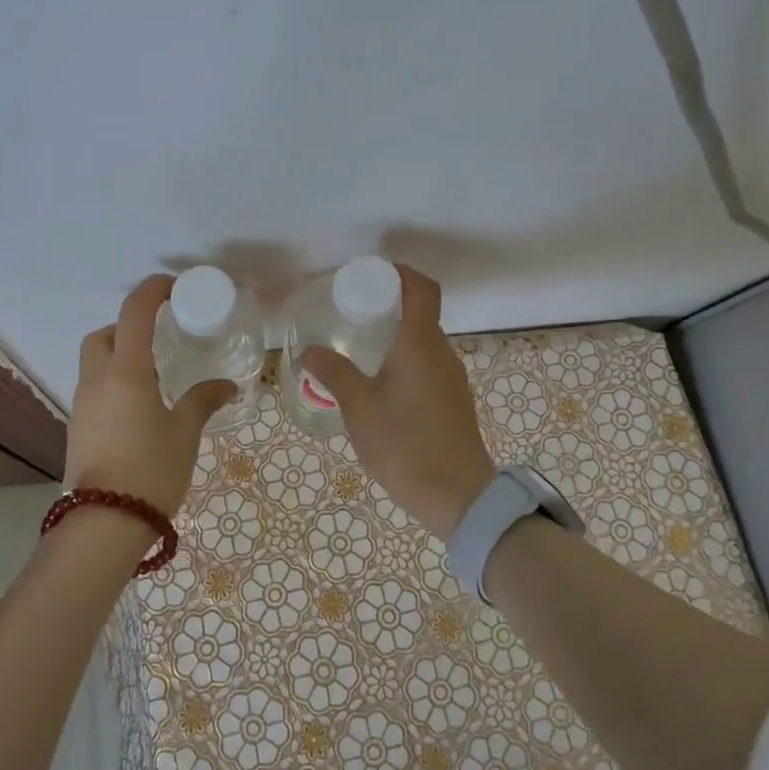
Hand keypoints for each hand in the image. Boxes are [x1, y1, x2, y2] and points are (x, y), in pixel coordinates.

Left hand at [64, 275, 237, 514]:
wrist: (105, 523)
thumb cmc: (152, 468)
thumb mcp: (185, 432)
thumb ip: (203, 400)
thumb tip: (227, 386)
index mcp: (126, 371)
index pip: (134, 313)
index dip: (152, 291)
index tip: (173, 286)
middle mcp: (97, 379)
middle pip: (103, 334)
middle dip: (127, 325)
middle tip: (158, 336)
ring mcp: (82, 404)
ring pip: (94, 361)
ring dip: (118, 354)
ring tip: (154, 373)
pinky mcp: (78, 426)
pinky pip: (93, 388)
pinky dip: (113, 381)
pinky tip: (139, 405)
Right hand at [300, 265, 494, 540]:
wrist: (458, 497)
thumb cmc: (404, 444)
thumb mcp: (359, 407)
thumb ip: (334, 373)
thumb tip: (310, 350)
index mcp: (421, 344)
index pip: (422, 289)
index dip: (401, 272)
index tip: (372, 273)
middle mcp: (442, 354)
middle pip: (422, 314)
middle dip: (390, 306)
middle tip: (353, 313)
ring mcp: (453, 379)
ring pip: (424, 344)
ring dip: (397, 337)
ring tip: (361, 351)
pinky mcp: (454, 403)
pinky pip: (429, 367)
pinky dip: (406, 362)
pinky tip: (381, 387)